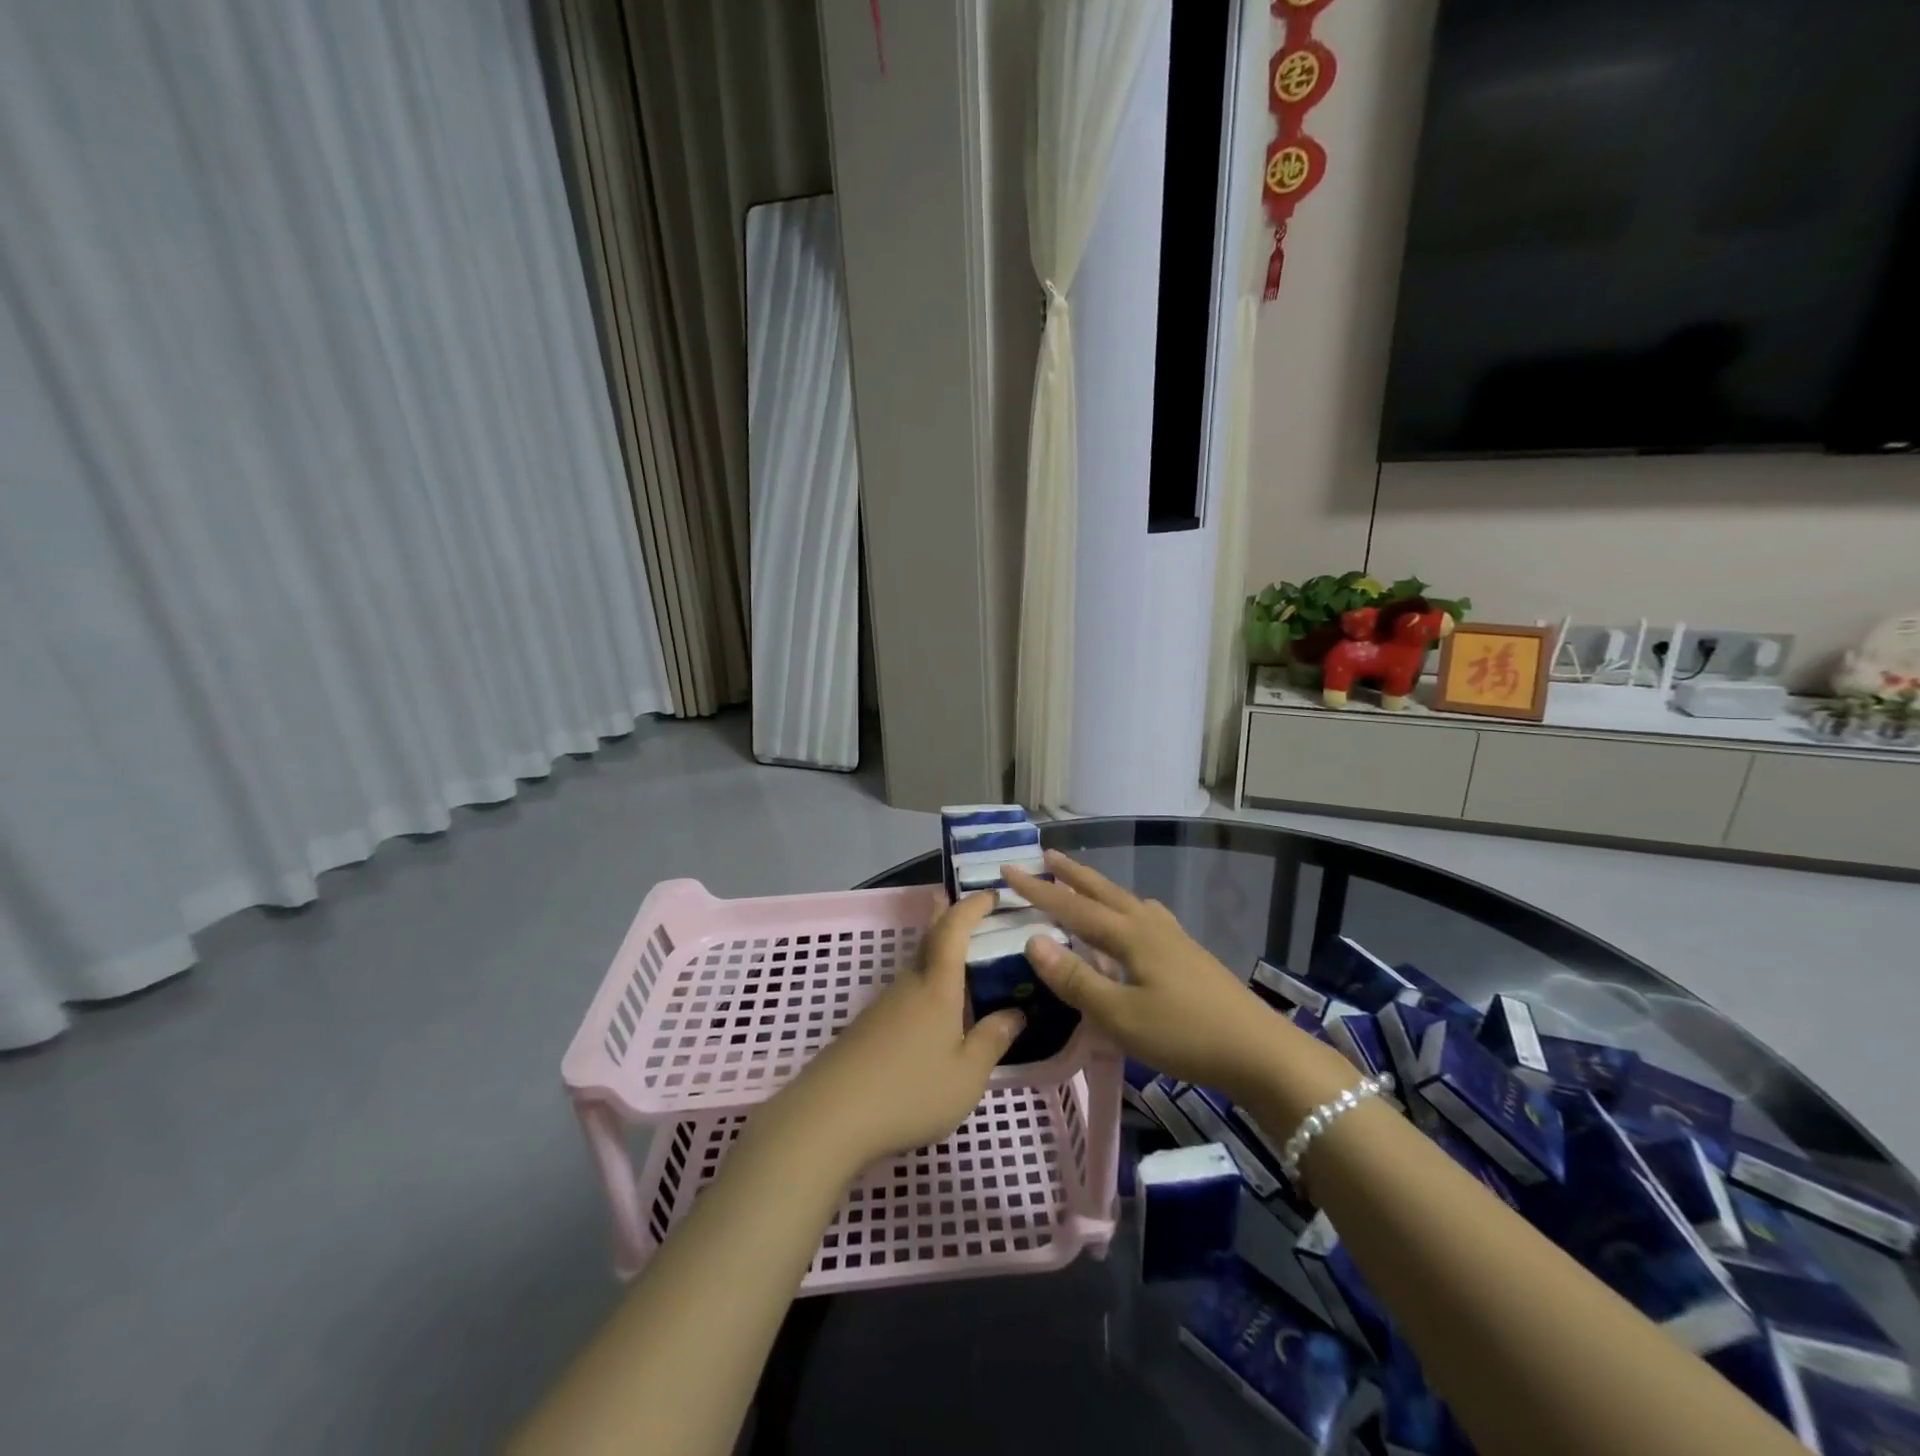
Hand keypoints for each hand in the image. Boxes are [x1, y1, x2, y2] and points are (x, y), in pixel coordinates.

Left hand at [778, 890, 1024, 1173]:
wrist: (830, 1116)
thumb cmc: (910, 1092)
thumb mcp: (966, 1076)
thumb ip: (992, 1041)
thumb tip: (1015, 1013)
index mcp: (937, 988)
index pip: (954, 930)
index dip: (972, 907)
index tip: (990, 894)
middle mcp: (909, 985)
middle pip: (929, 940)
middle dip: (944, 917)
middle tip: (956, 899)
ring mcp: (884, 1005)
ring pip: (916, 969)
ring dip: (936, 957)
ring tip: (960, 967)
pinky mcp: (867, 1028)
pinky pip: (905, 996)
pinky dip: (924, 990)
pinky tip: (931, 1018)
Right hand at [1003, 851, 1350, 1107]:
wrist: (1259, 1052)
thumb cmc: (1184, 1034)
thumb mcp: (1120, 1016)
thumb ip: (1076, 979)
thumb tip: (1033, 940)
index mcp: (1129, 935)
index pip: (1072, 905)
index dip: (1038, 889)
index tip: (1008, 870)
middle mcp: (1149, 925)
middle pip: (1103, 891)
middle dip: (1071, 874)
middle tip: (1046, 855)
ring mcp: (1173, 938)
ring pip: (1126, 901)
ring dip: (1098, 888)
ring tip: (1082, 883)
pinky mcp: (1188, 954)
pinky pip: (1145, 917)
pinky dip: (1126, 908)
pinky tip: (1135, 920)